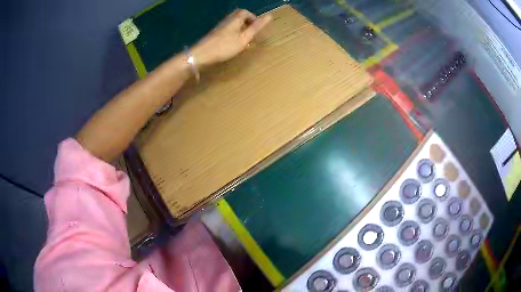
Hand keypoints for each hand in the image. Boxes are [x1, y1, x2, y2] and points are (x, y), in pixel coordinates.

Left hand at [191, 9, 271, 66]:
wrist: (202, 55)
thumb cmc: (225, 46)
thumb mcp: (244, 37)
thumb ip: (256, 27)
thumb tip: (269, 15)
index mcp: (235, 19)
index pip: (245, 12)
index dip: (253, 18)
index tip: (257, 28)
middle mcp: (226, 20)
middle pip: (238, 16)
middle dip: (246, 22)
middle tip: (250, 33)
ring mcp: (219, 27)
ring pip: (232, 23)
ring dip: (240, 29)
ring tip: (243, 40)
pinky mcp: (214, 34)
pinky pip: (227, 29)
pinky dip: (233, 33)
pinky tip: (233, 44)